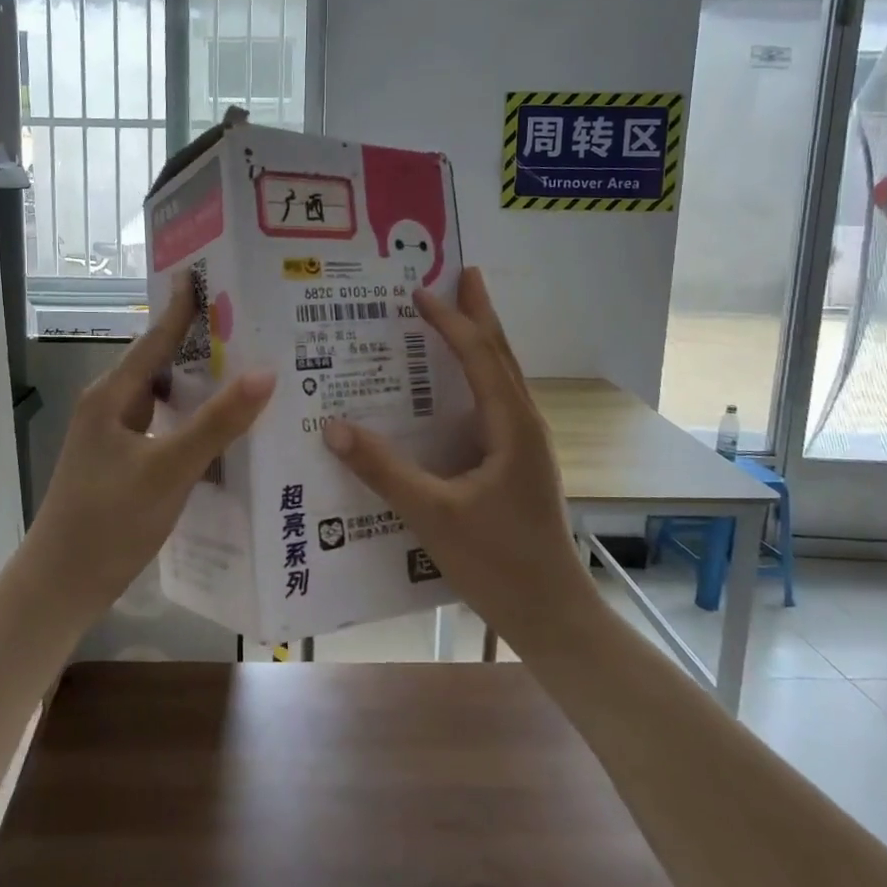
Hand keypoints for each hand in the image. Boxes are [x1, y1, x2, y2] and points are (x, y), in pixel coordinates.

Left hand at [30, 278, 275, 613]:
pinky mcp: (124, 462)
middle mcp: (111, 406)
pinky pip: (165, 426)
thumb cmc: (109, 521)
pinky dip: (194, 420)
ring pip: (165, 397)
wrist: (61, 585)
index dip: (185, 308)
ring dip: (200, 384)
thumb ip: (217, 423)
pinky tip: (224, 431)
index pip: (156, 338)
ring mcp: (115, 436)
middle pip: (162, 363)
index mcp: (112, 395)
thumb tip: (266, 373)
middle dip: (202, 344)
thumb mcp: (168, 469)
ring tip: (248, 372)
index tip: (215, 277)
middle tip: (252, 327)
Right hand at [321, 268, 592, 646]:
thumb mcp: (433, 514)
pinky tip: (456, 389)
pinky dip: (477, 377)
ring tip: (459, 314)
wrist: (552, 613)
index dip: (450, 320)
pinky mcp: (519, 464)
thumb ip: (384, 470)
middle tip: (462, 274)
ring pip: (503, 378)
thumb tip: (333, 428)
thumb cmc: (498, 562)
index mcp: (512, 426)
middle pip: (502, 355)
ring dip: (482, 342)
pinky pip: (496, 404)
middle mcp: (525, 424)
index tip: (419, 291)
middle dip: (480, 313)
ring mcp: (526, 445)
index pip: (479, 356)